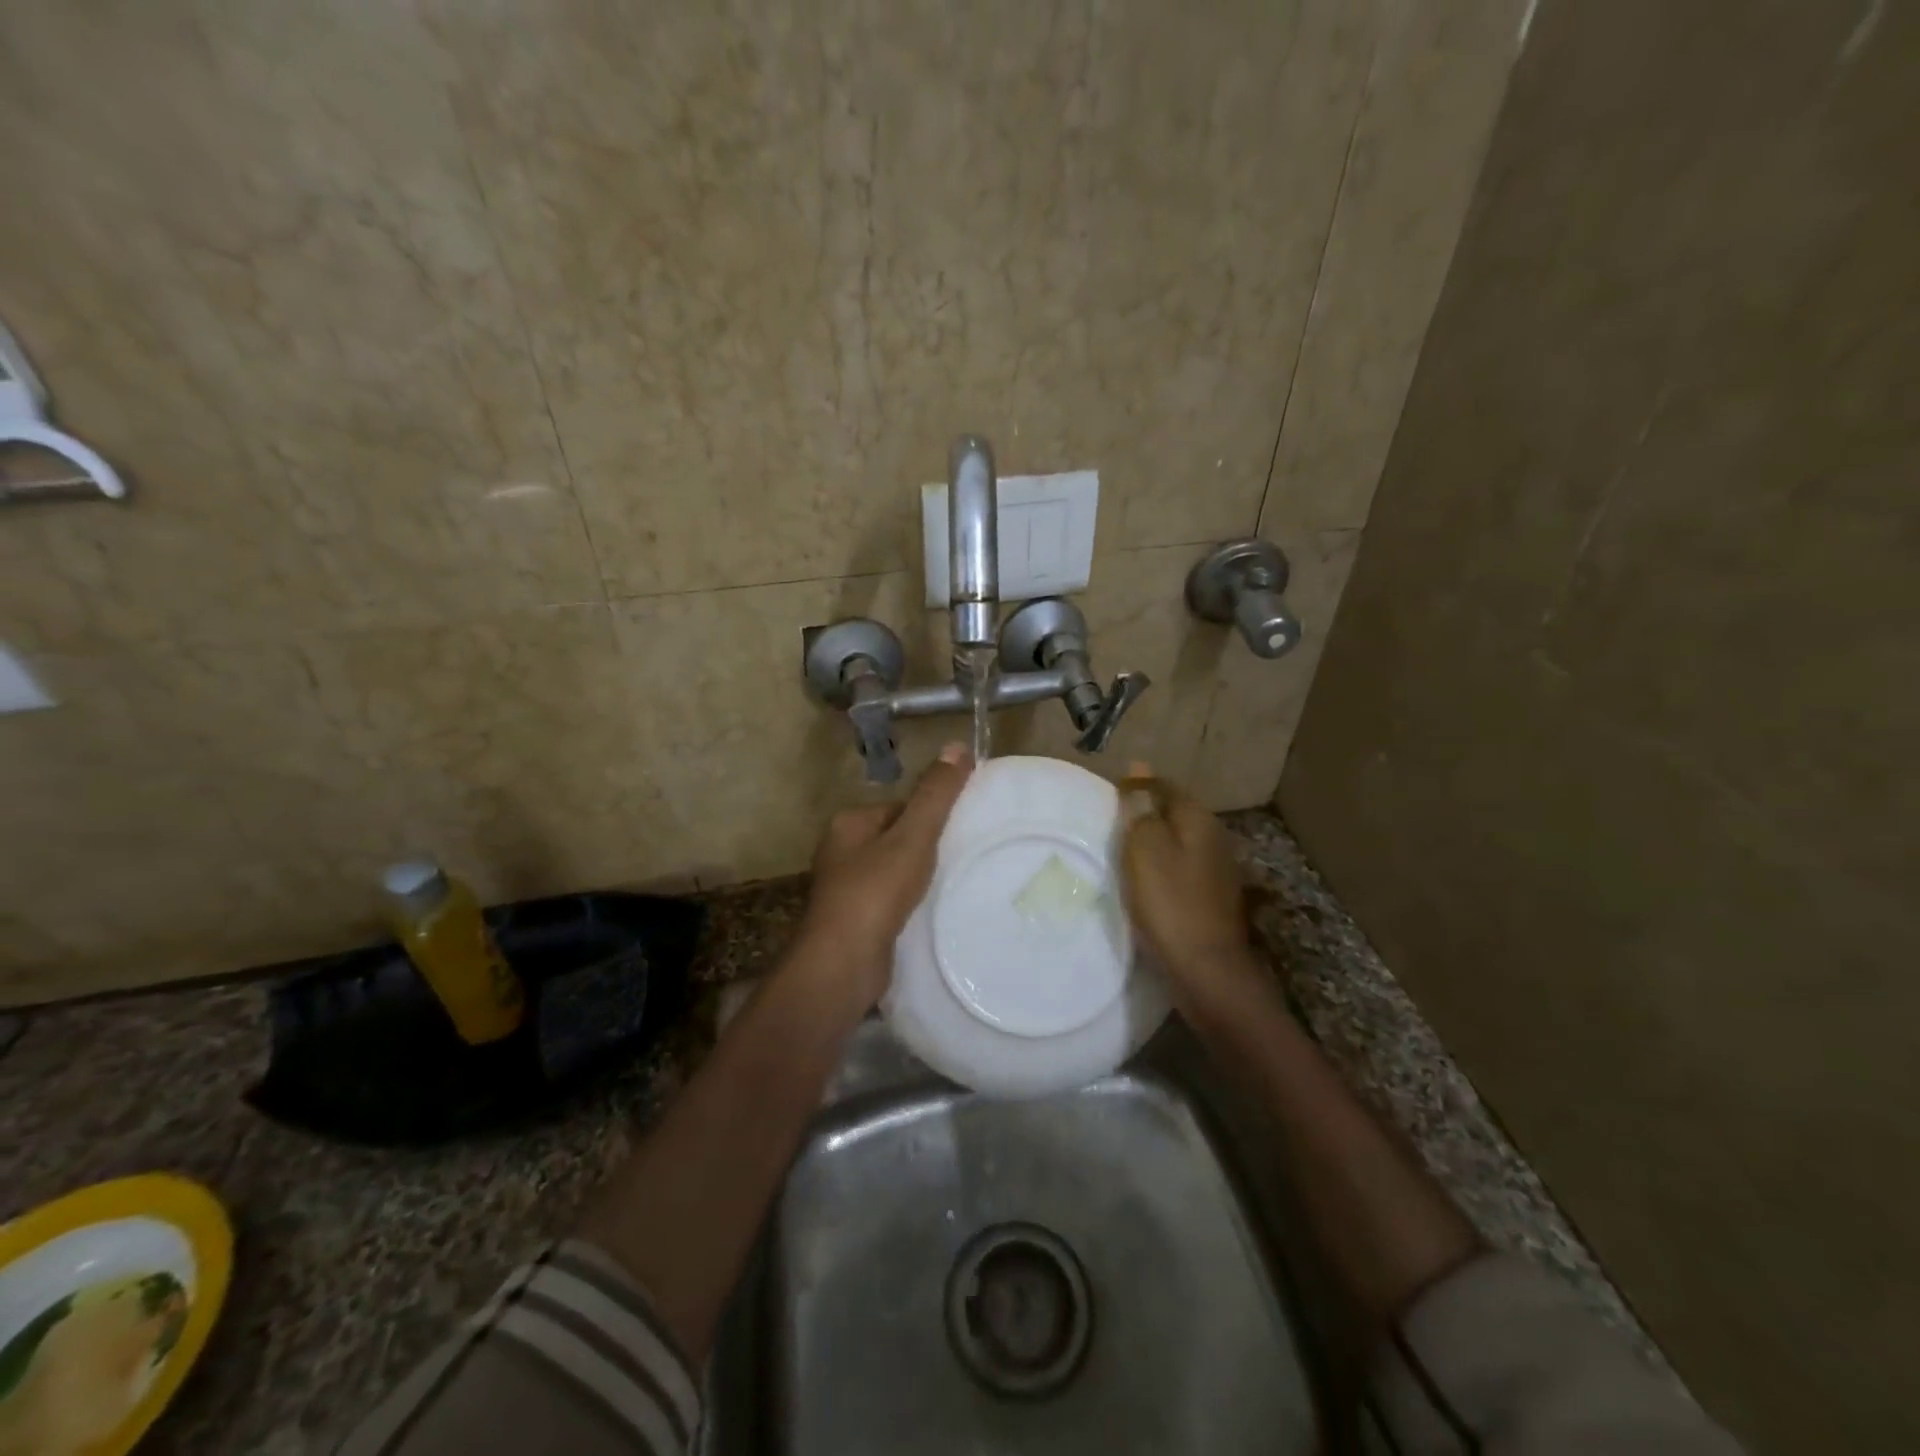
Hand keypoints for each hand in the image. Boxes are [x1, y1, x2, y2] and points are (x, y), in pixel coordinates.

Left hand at [792, 743, 973, 1010]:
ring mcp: (844, 888)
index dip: (930, 816)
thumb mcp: (913, 837)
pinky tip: (929, 913)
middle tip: (961, 859)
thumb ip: (935, 794)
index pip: (899, 806)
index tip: (960, 831)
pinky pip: (890, 900)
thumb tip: (957, 745)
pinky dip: (909, 903)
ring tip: (950, 886)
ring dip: (919, 878)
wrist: (843, 964)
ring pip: (894, 871)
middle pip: (896, 838)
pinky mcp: (854, 921)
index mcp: (848, 823)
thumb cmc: (875, 892)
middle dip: (926, 848)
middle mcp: (840, 851)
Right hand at [1120, 766, 1254, 1004]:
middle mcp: (1215, 836)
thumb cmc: (1168, 901)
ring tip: (1123, 851)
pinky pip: (1182, 867)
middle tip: (1111, 824)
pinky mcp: (1213, 896)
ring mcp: (1218, 868)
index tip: (1107, 799)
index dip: (1136, 788)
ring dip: (1154, 842)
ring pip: (1179, 841)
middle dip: (1146, 814)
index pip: (1163, 786)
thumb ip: (1141, 809)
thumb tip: (1139, 767)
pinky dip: (1163, 867)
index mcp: (1198, 819)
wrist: (1204, 967)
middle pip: (1174, 813)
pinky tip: (1146, 881)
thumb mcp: (1144, 848)